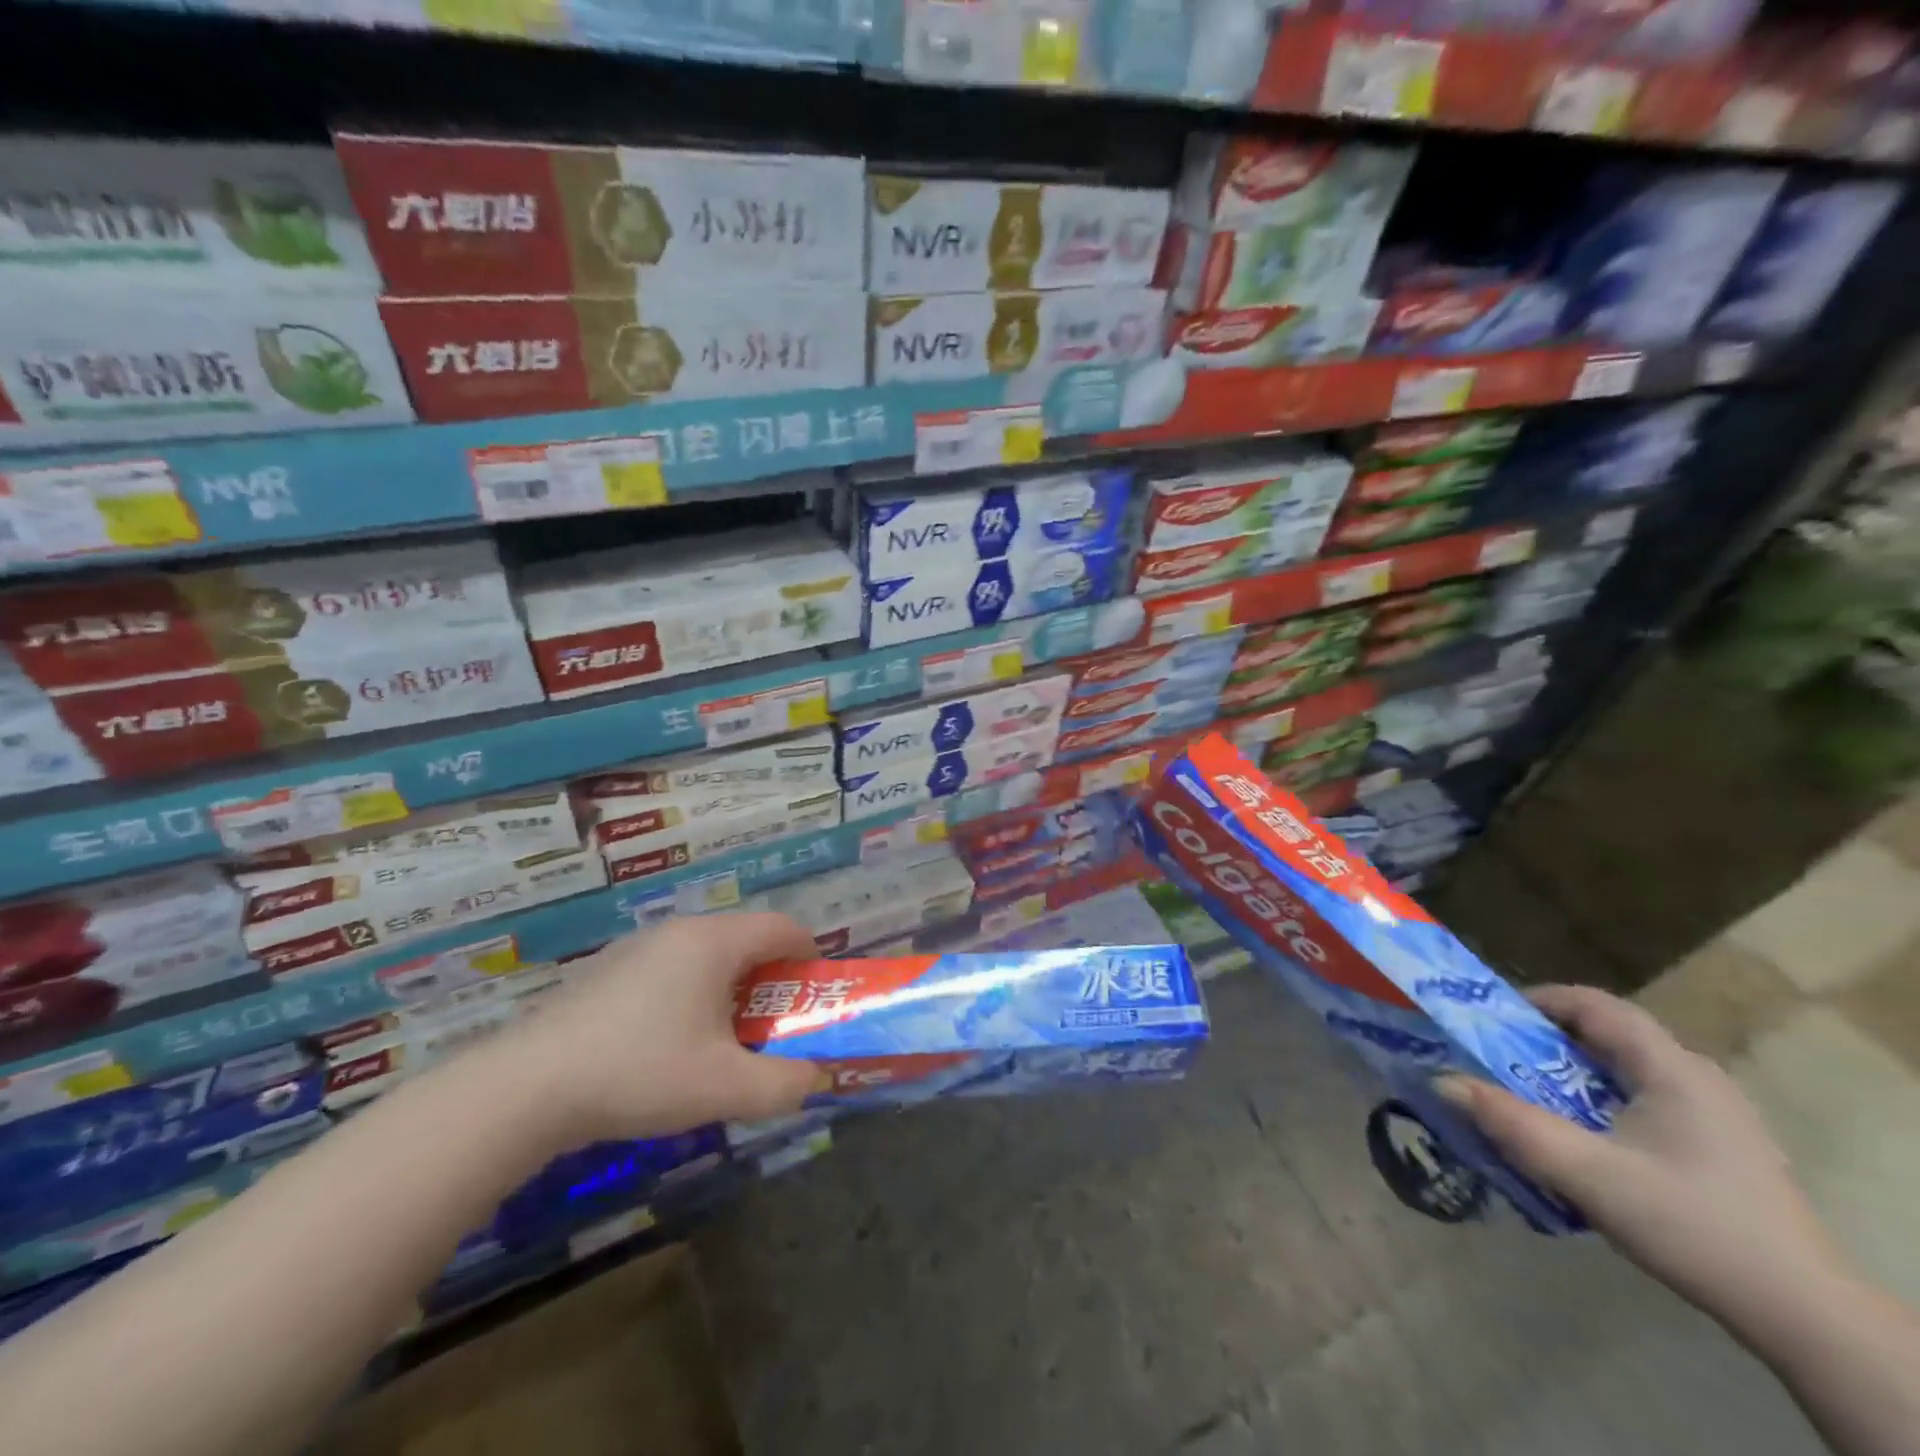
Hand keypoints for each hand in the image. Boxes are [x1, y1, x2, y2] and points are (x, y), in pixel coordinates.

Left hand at [491, 912, 827, 1144]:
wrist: (526, 1088)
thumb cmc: (640, 1072)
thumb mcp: (725, 1088)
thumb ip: (785, 1084)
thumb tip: (817, 1078)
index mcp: (714, 942)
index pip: (783, 927)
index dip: (810, 956)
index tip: (815, 996)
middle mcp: (679, 931)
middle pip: (745, 940)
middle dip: (771, 980)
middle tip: (774, 1027)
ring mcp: (638, 947)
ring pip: (705, 956)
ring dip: (730, 989)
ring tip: (722, 1041)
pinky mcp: (607, 971)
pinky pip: (670, 969)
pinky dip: (690, 994)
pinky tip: (666, 1046)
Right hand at [1436, 985, 1847, 1335]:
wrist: (1805, 1315)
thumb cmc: (1691, 1224)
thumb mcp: (1587, 1173)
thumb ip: (1512, 1124)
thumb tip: (1442, 1080)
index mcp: (1670, 1068)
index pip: (1595, 1005)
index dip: (1538, 1000)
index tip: (1490, 1017)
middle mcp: (1697, 1078)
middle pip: (1609, 1035)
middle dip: (1546, 1040)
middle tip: (1498, 1060)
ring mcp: (1716, 1114)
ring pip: (1627, 1070)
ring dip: (1572, 1074)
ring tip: (1530, 1099)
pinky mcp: (1723, 1148)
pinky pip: (1647, 1100)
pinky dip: (1601, 1102)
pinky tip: (1584, 1139)